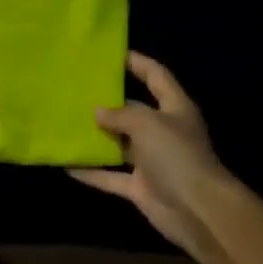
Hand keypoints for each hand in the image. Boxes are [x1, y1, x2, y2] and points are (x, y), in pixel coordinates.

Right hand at [69, 52, 238, 263]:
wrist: (196, 209)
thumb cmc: (176, 155)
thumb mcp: (147, 124)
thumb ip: (121, 114)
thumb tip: (98, 112)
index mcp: (174, 109)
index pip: (157, 76)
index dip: (138, 63)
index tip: (112, 54)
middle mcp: (163, 132)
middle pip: (134, 111)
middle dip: (108, 102)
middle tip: (77, 91)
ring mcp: (151, 161)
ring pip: (119, 144)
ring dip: (96, 138)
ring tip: (66, 124)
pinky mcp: (139, 186)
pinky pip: (110, 176)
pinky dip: (91, 172)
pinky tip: (67, 164)